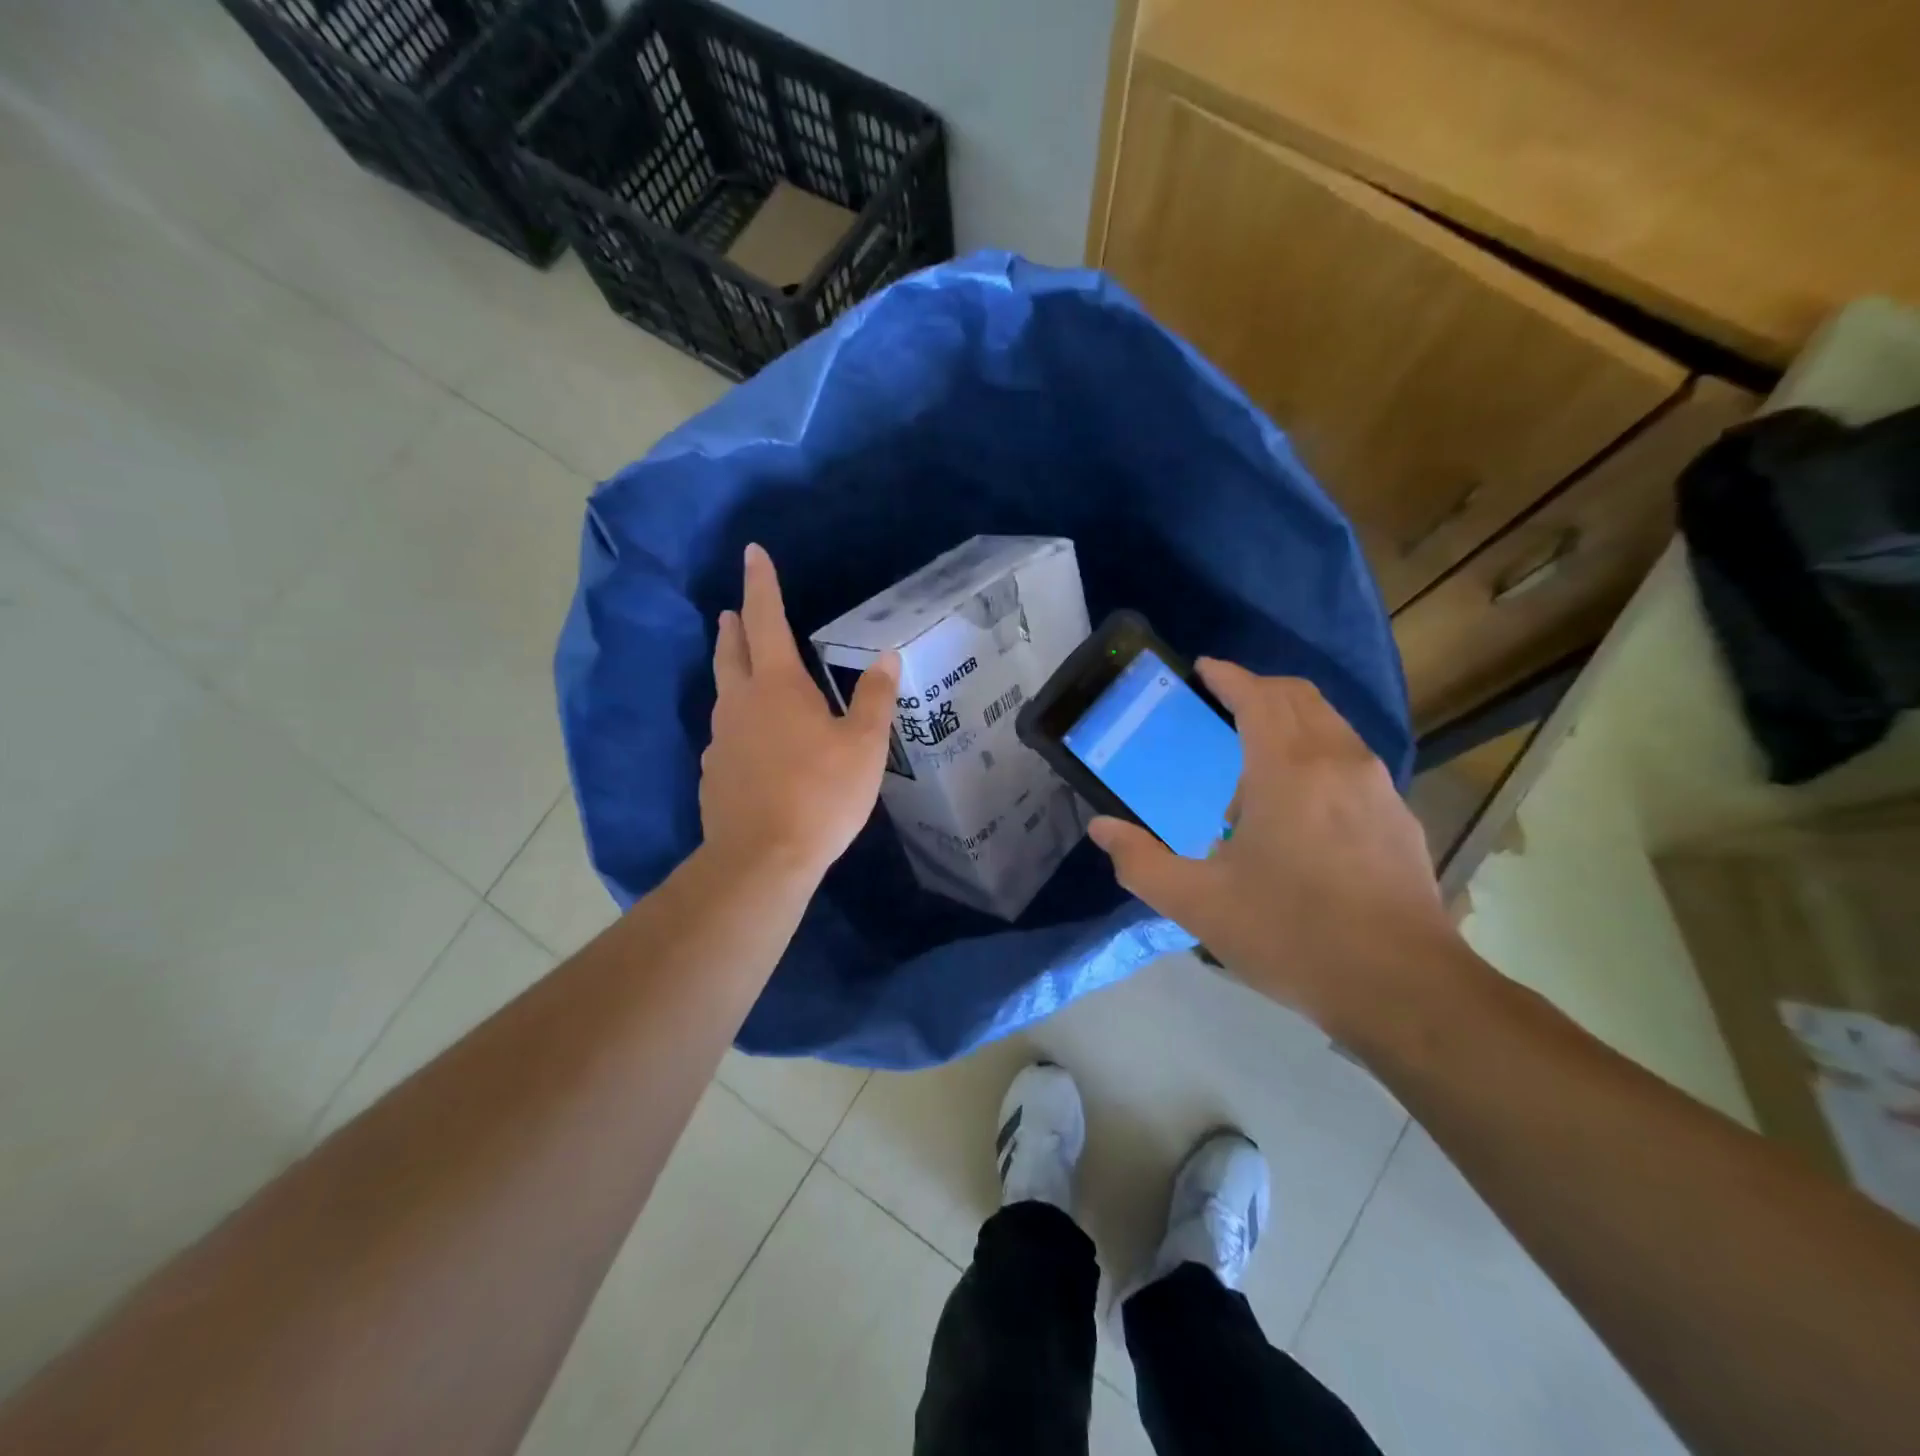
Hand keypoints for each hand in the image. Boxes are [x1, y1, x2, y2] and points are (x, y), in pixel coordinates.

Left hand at [699, 544, 899, 879]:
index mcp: (778, 686)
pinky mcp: (713, 774)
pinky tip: (750, 744)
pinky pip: (725, 736)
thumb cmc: (820, 794)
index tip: (752, 553)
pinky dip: (737, 724)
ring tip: (744, 672)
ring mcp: (719, 740)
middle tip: (734, 610)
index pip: (766, 620)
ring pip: (724, 694)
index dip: (761, 584)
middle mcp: (740, 703)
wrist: (761, 859)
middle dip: (736, 626)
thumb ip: (874, 698)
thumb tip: (885, 657)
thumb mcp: (864, 746)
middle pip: (732, 653)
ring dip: (733, 673)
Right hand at [1087, 661, 1465, 1032]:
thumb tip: (1101, 829)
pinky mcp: (1398, 818)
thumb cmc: (1290, 934)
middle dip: (1260, 688)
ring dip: (1291, 722)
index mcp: (1286, 769)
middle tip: (1224, 702)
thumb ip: (1140, 861)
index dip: (1229, 676)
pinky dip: (1318, 754)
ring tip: (1254, 762)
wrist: (1402, 988)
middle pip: (1299, 697)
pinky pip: (1351, 760)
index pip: (1258, 696)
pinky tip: (1299, 807)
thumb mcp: (1197, 903)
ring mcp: (1377, 788)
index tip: (1204, 668)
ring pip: (1331, 725)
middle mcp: (1337, 762)